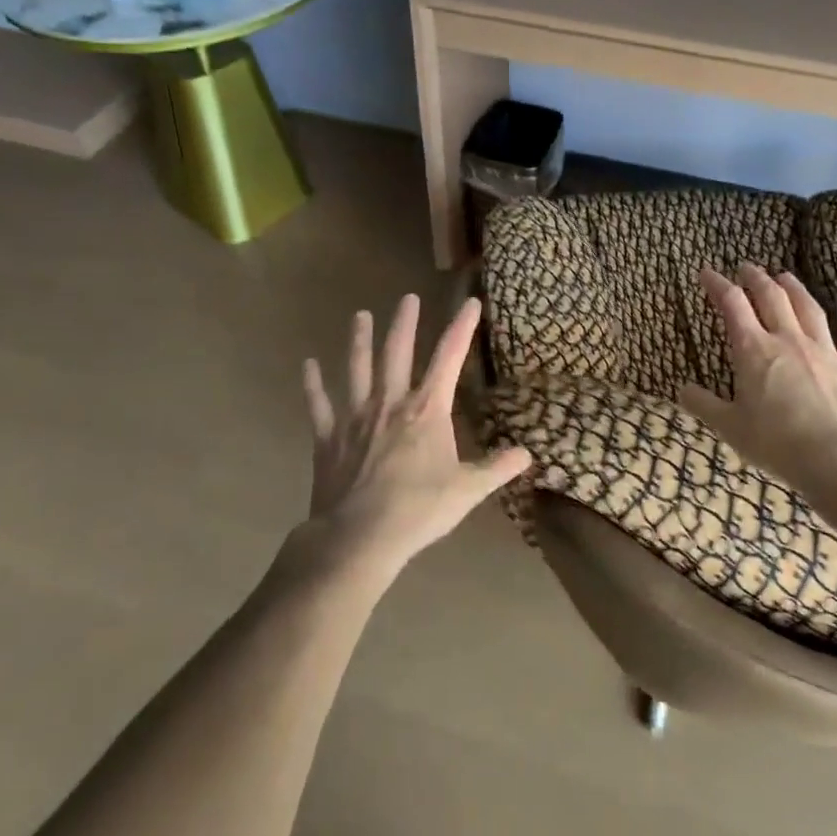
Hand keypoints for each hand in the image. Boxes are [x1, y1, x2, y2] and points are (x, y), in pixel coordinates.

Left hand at [300, 294, 531, 579]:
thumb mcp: (467, 491)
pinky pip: (319, 405)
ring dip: (359, 340)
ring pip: (358, 368)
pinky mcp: (328, 437)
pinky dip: (313, 384)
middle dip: (405, 323)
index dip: (461, 328)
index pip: (449, 358)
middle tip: (407, 297)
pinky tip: (308, 365)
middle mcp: (391, 402)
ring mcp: (356, 417)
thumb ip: (497, 469)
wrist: (359, 538)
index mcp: (427, 410)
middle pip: (398, 353)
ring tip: (360, 315)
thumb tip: (528, 454)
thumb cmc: (418, 510)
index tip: (469, 302)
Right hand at [679, 264, 836, 501]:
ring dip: (797, 290)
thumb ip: (704, 405)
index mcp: (754, 350)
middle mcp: (789, 341)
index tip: (707, 272)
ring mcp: (826, 353)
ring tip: (787, 277)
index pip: (732, 305)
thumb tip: (682, 390)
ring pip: (811, 310)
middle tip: (748, 267)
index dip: (717, 285)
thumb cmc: (775, 443)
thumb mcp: (729, 427)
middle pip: (772, 298)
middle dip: (757, 279)